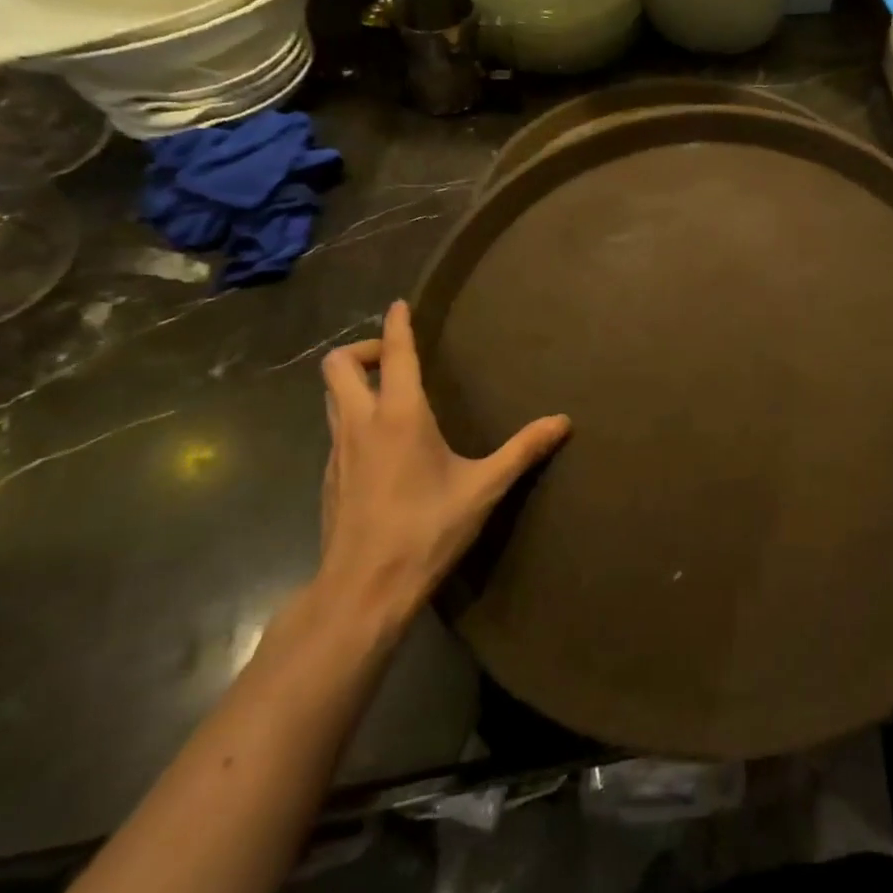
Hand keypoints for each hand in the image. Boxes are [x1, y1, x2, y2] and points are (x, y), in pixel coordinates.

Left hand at [316, 300, 569, 636]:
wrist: (364, 588)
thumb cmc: (426, 529)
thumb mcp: (483, 488)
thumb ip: (523, 450)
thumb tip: (563, 421)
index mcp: (399, 416)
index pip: (396, 355)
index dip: (397, 325)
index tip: (400, 304)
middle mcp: (361, 423)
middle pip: (339, 365)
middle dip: (364, 349)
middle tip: (398, 360)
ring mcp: (337, 451)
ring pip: (330, 396)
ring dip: (354, 382)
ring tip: (390, 393)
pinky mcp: (329, 477)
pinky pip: (335, 428)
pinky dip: (353, 416)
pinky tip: (382, 444)